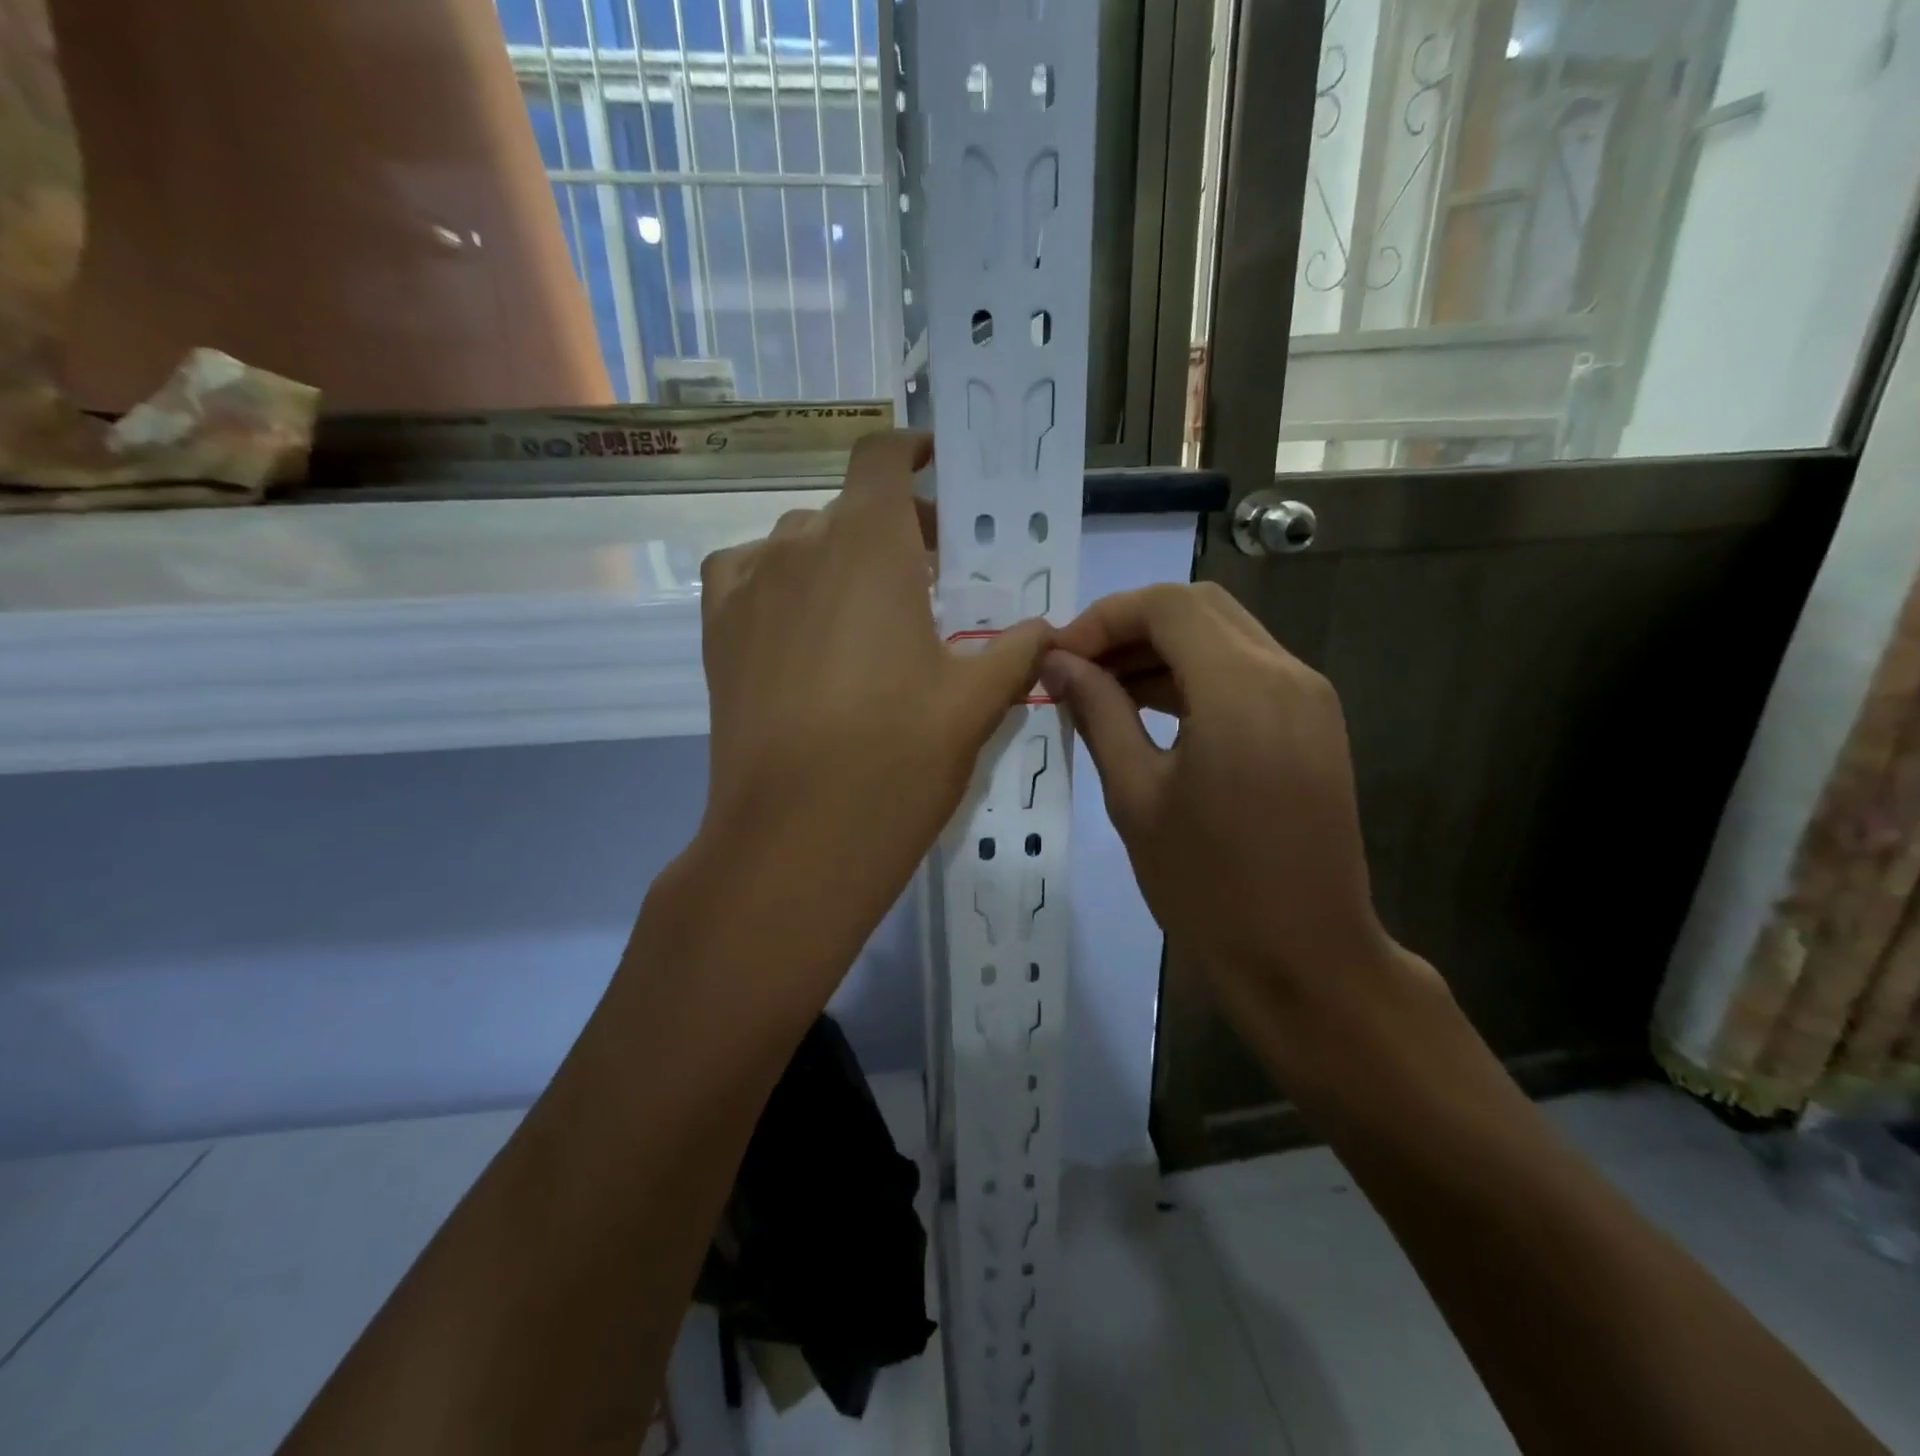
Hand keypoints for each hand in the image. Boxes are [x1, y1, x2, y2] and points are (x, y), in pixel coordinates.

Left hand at [694, 430, 1050, 973]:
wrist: (794, 839)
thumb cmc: (895, 761)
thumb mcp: (975, 704)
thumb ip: (1016, 652)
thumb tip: (1046, 629)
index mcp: (870, 546)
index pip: (882, 457)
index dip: (911, 450)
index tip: (937, 466)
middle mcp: (801, 547)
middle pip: (851, 509)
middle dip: (896, 529)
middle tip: (932, 580)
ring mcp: (749, 588)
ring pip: (801, 543)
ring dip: (840, 558)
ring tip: (869, 613)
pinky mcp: (717, 631)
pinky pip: (748, 574)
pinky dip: (779, 580)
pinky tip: (802, 624)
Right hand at [1044, 583, 1418, 1035]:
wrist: (1305, 960)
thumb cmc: (1208, 887)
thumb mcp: (1135, 796)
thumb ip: (1098, 714)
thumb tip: (1058, 663)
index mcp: (1240, 688)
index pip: (1166, 605)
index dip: (1103, 618)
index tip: (1059, 657)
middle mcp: (1286, 674)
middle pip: (1200, 608)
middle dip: (1131, 626)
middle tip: (1078, 669)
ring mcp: (1308, 698)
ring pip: (1225, 636)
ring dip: (1162, 650)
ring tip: (1103, 690)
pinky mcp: (1314, 724)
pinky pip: (1247, 671)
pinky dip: (1196, 675)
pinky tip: (1151, 710)